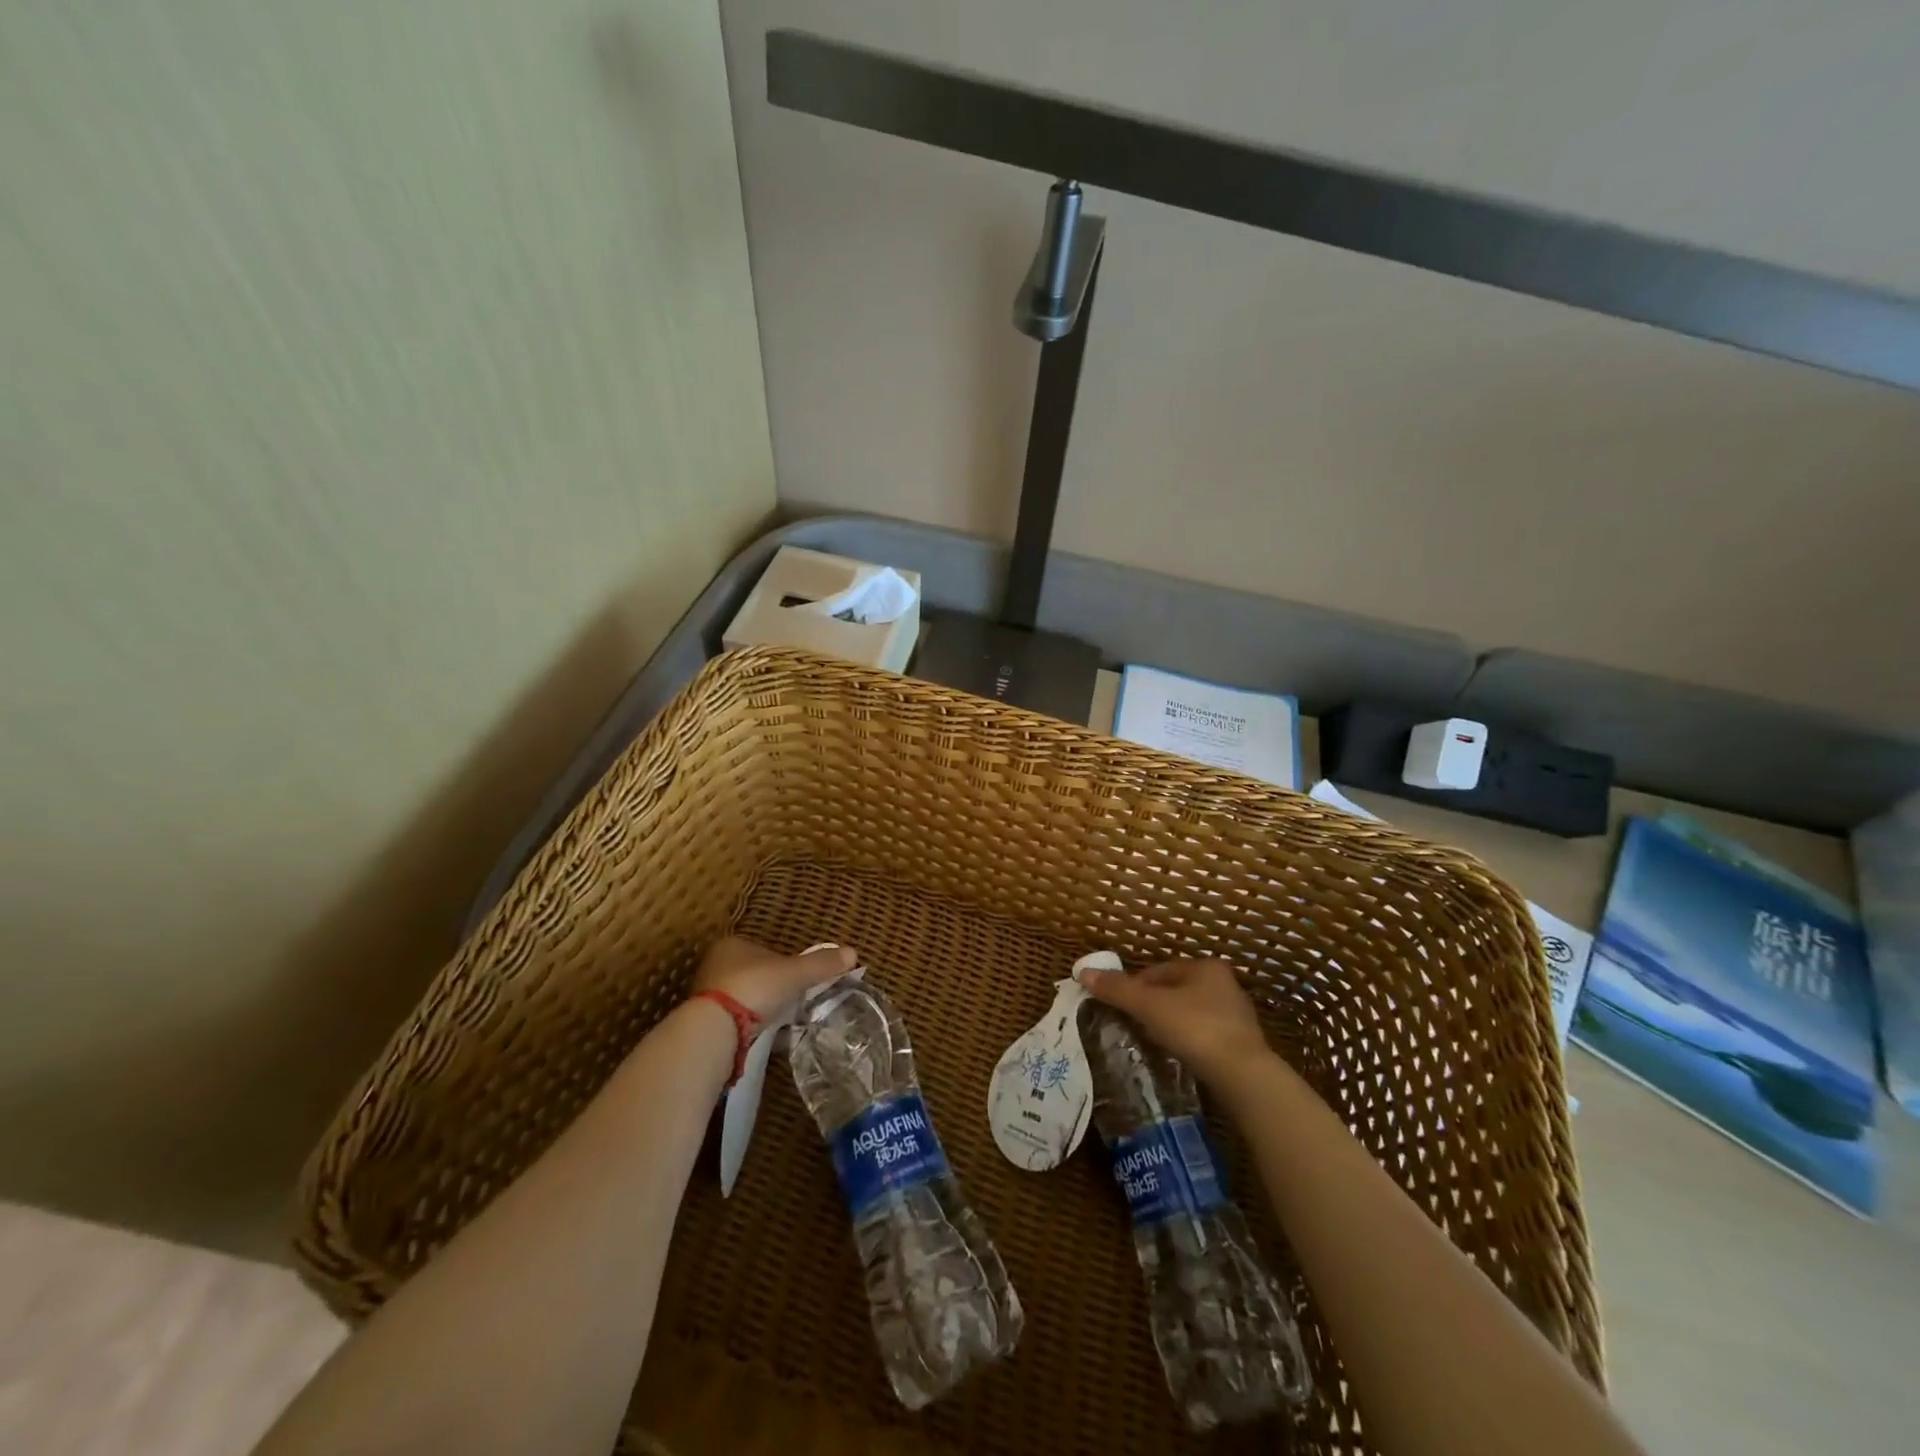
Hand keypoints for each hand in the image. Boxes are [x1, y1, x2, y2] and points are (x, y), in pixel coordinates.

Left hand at [691, 936, 858, 1026]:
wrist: (715, 1031)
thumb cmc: (754, 988)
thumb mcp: (795, 973)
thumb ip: (822, 964)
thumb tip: (854, 952)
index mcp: (733, 945)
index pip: (765, 950)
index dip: (786, 963)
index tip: (800, 980)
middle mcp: (716, 965)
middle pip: (756, 975)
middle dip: (775, 988)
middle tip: (795, 1002)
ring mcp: (707, 996)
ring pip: (746, 1000)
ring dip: (763, 1010)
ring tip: (784, 1023)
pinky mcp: (705, 1024)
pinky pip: (737, 1023)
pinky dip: (753, 1029)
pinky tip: (767, 1039)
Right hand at [1077, 957, 1273, 1089]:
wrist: (1243, 1076)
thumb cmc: (1195, 1028)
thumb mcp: (1149, 1006)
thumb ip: (1117, 989)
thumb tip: (1083, 972)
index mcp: (1205, 967)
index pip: (1159, 970)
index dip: (1134, 985)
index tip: (1119, 1005)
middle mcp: (1224, 984)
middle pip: (1174, 989)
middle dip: (1152, 1004)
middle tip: (1131, 1023)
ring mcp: (1236, 1014)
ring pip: (1189, 1012)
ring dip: (1169, 1022)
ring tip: (1150, 1039)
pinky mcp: (1241, 1043)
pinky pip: (1203, 1034)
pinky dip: (1187, 1040)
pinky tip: (1176, 1053)